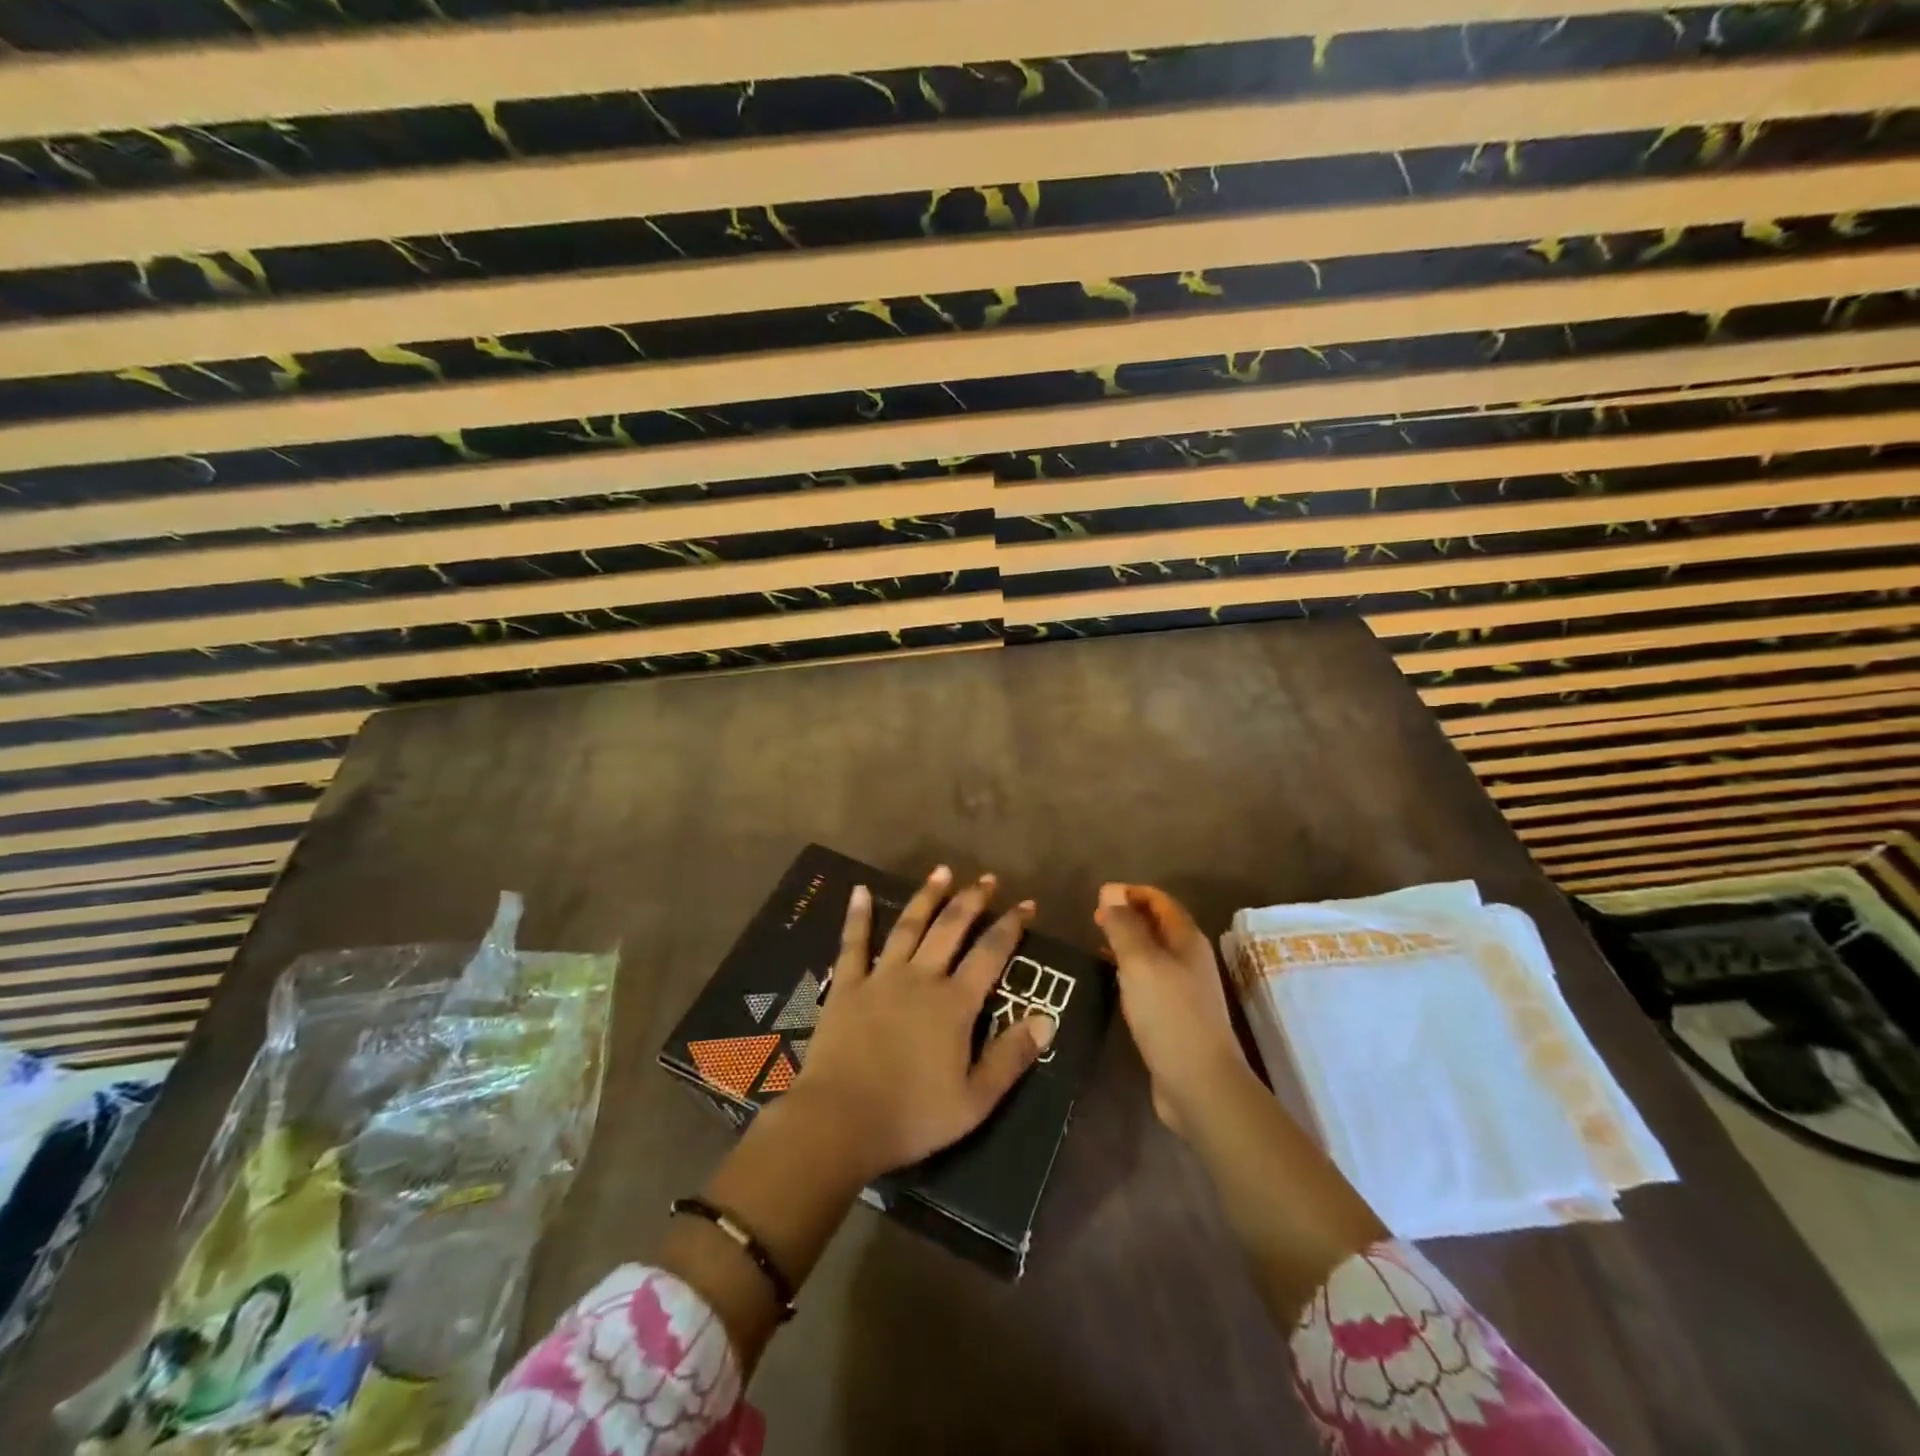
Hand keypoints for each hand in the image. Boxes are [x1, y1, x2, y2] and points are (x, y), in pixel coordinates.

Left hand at [792, 865, 1054, 1180]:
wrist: (840, 1121)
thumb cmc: (912, 1116)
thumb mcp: (974, 1101)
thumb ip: (1010, 1058)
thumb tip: (1047, 1019)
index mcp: (954, 1004)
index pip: (990, 954)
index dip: (1011, 926)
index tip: (1027, 904)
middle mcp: (921, 978)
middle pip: (950, 928)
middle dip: (972, 901)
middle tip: (987, 879)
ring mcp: (881, 977)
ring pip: (909, 926)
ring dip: (927, 897)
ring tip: (942, 871)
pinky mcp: (848, 986)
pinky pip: (853, 943)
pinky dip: (858, 916)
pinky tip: (859, 890)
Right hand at [1094, 883, 1256, 1138]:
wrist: (1200, 1084)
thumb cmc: (1169, 1015)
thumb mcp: (1140, 963)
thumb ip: (1124, 926)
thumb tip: (1110, 891)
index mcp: (1186, 940)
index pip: (1160, 901)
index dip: (1131, 893)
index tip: (1098, 896)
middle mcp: (1190, 959)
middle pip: (1158, 925)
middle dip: (1128, 916)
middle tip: (1093, 919)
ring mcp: (1185, 989)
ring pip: (1154, 953)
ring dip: (1128, 943)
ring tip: (1096, 945)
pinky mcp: (1176, 1016)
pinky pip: (1150, 980)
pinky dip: (1130, 971)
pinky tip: (1112, 982)